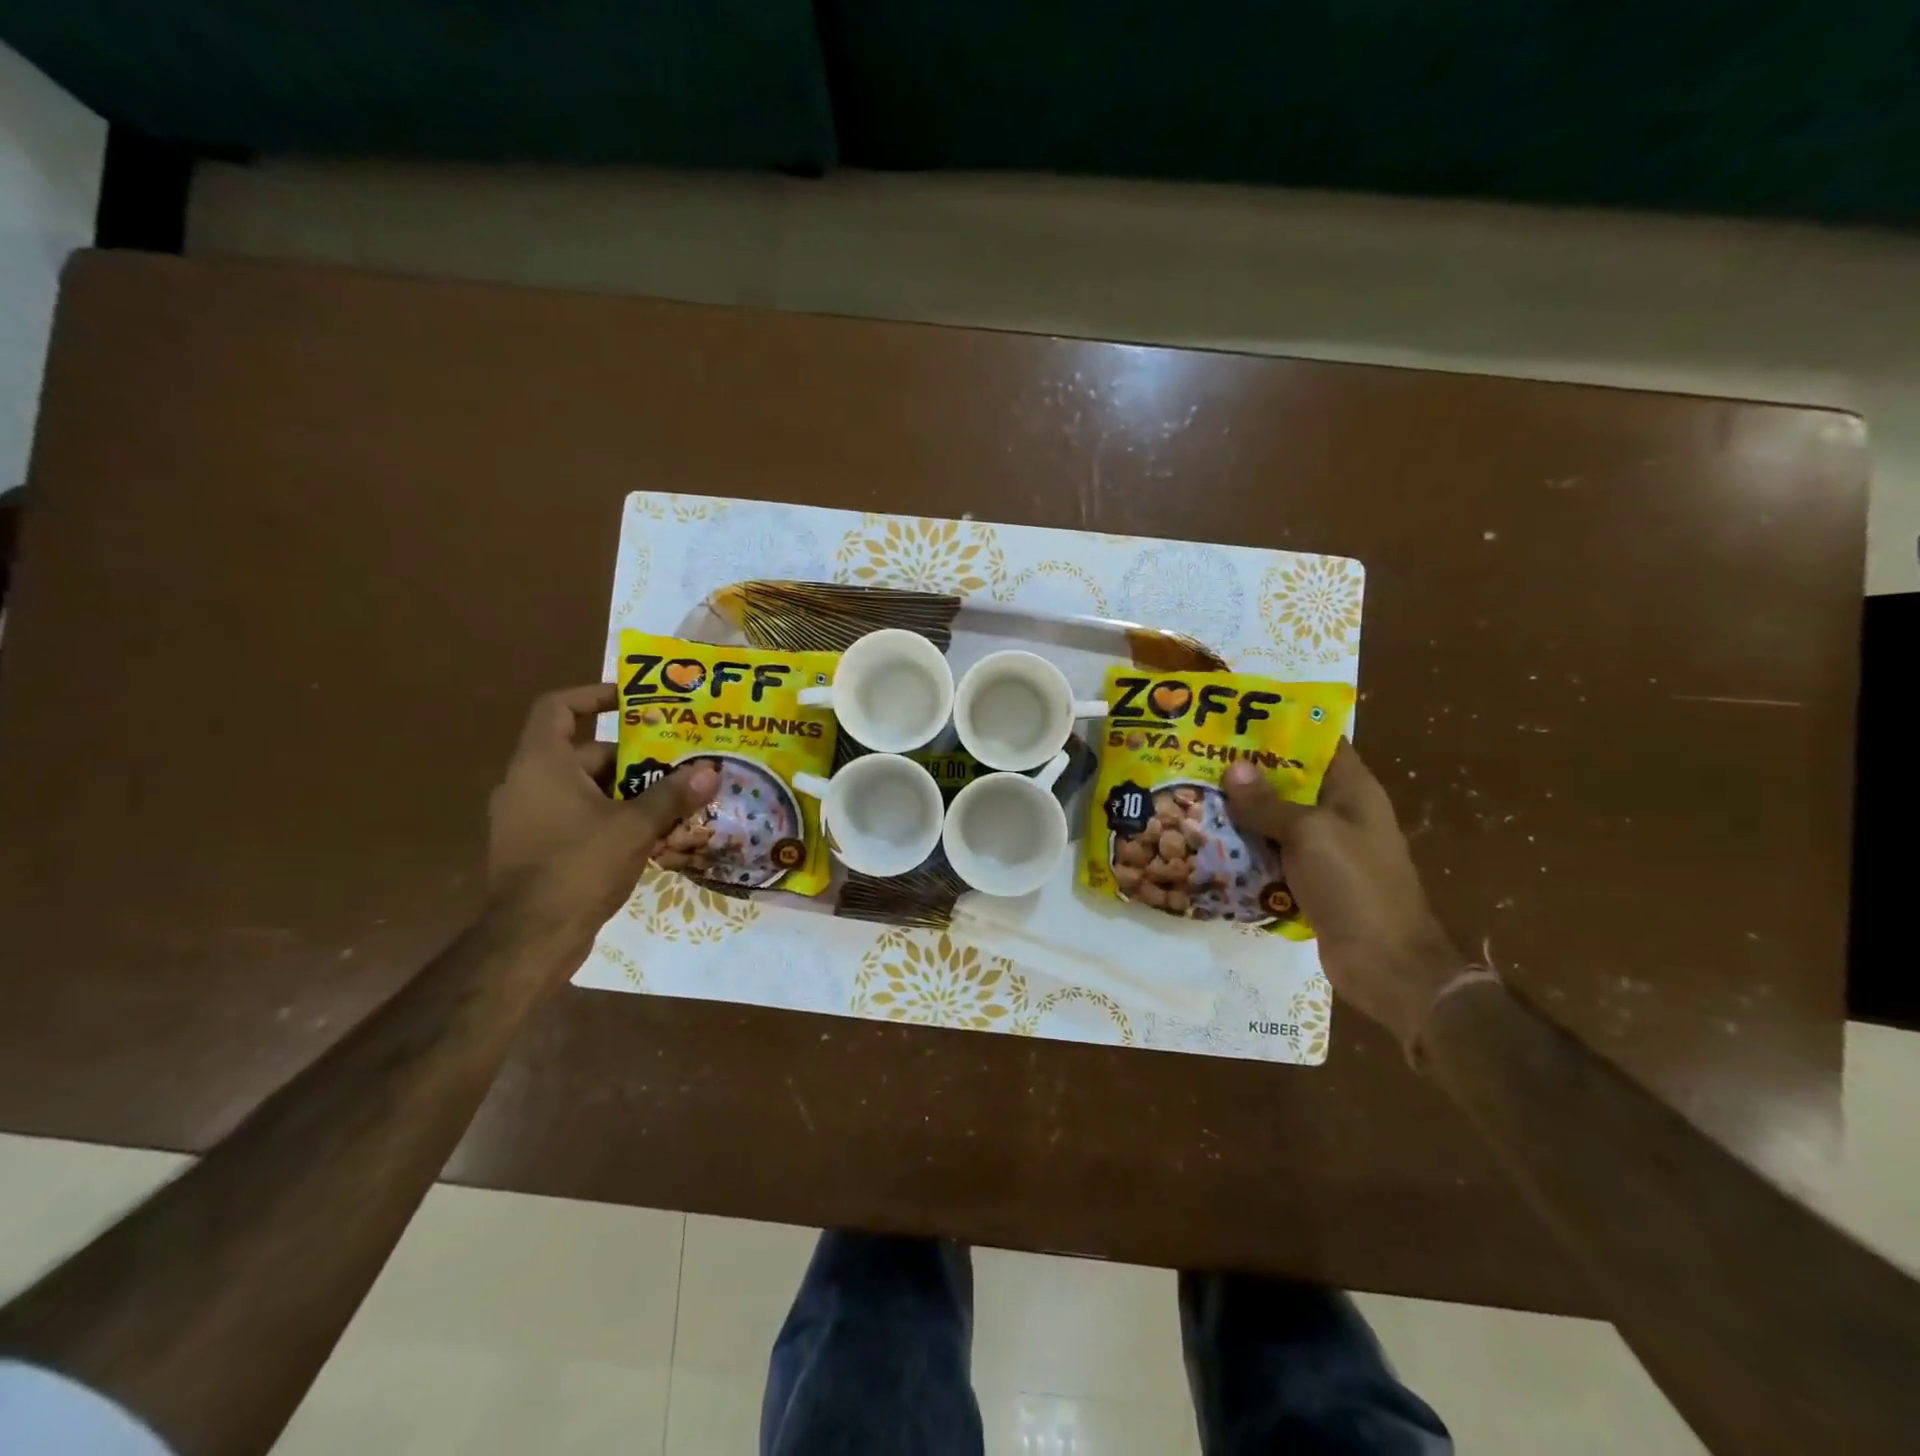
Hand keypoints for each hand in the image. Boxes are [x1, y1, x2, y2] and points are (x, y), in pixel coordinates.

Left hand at [486, 684, 717, 943]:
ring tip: (673, 798)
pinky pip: (576, 817)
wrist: (530, 938)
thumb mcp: (635, 826)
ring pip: (584, 789)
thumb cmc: (579, 866)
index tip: (633, 699)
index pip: (558, 707)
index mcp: (541, 764)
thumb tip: (710, 770)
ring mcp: (526, 818)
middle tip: (677, 761)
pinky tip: (649, 835)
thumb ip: (672, 795)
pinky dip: (609, 817)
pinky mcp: (534, 849)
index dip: (594, 695)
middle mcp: (526, 783)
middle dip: (633, 757)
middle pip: (583, 753)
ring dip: (626, 791)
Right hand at [1224, 742, 1464, 1047]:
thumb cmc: (1353, 884)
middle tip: (1202, 758)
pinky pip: (1274, 855)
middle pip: (1292, 783)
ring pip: (1278, 821)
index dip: (1282, 730)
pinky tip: (1211, 843)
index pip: (1319, 745)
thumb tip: (1234, 767)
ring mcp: (1327, 850)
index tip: (1237, 720)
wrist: (1385, 964)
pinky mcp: (1312, 881)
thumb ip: (1268, 802)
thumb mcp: (1308, 833)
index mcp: (1353, 791)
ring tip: (1195, 795)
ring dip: (1243, 814)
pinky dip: (1248, 849)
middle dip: (1250, 773)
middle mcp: (1341, 814)